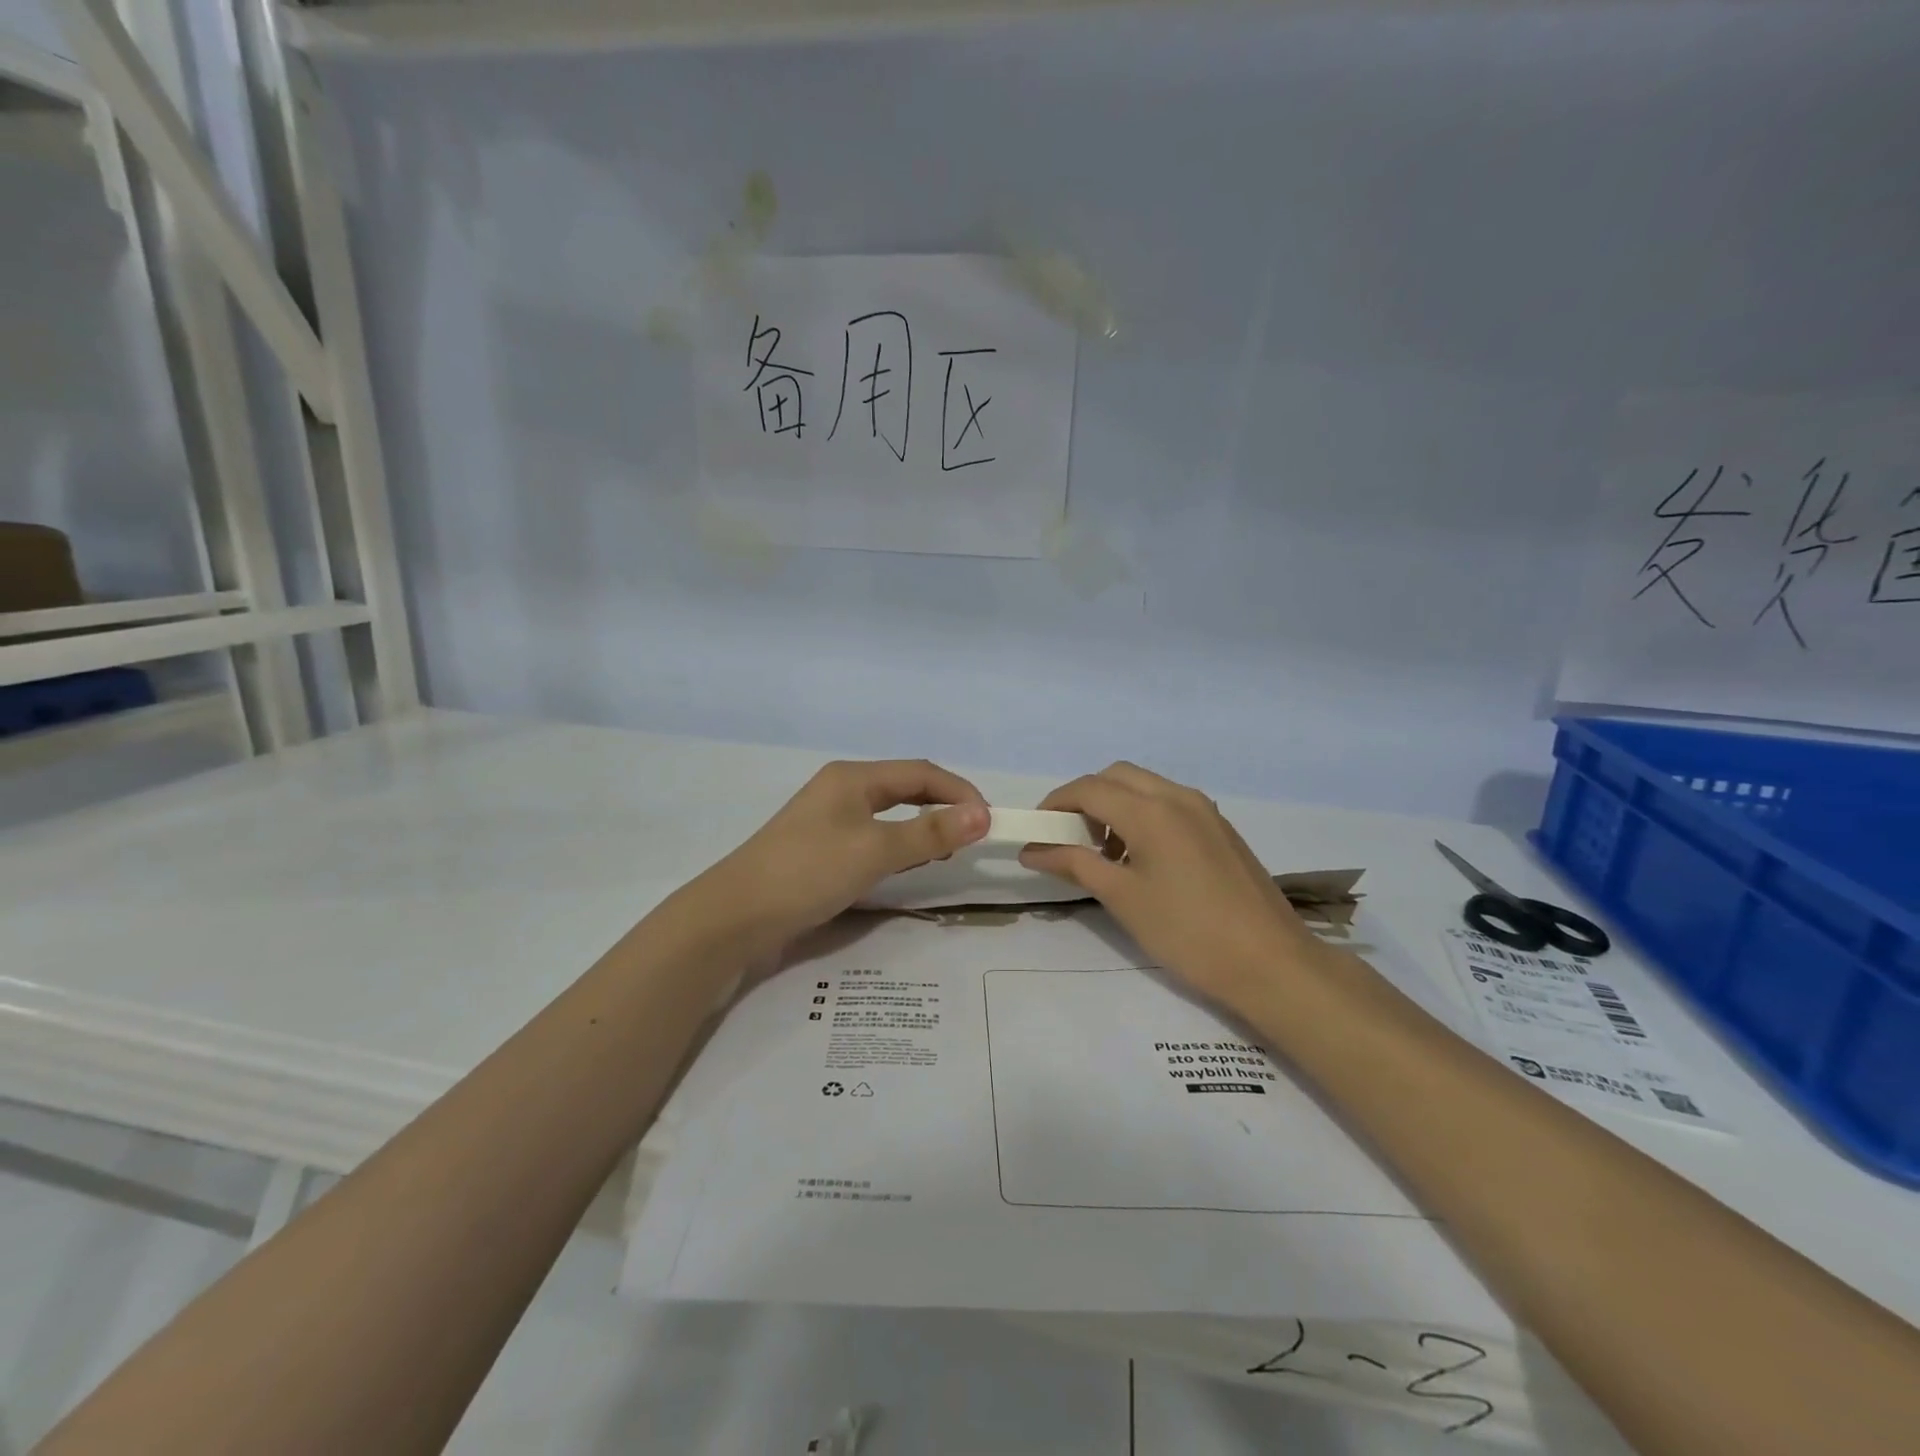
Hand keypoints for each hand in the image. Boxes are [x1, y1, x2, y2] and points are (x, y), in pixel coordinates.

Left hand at [698, 759, 988, 952]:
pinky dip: (898, 846)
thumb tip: (983, 814)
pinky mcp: (821, 848)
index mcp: (854, 777)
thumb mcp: (875, 851)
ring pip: (890, 815)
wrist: (735, 917)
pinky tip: (906, 866)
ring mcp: (829, 819)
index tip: (990, 821)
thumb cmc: (808, 872)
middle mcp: (842, 789)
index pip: (922, 773)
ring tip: (946, 853)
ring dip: (922, 828)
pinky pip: (873, 837)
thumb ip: (930, 832)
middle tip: (971, 839)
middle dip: (943, 808)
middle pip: (906, 789)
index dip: (960, 792)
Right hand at [1019, 762, 1318, 1011]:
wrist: (1271, 963)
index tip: (1036, 831)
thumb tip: (1032, 849)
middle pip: (1116, 776)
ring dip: (1115, 806)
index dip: (1055, 804)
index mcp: (1151, 810)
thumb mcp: (1122, 898)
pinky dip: (1143, 815)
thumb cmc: (1187, 932)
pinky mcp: (1220, 828)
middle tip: (1069, 839)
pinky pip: (1169, 803)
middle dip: (1085, 799)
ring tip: (1105, 854)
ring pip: (1145, 787)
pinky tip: (1142, 859)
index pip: (1088, 788)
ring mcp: (1204, 810)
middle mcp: (1178, 797)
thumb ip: (1074, 864)